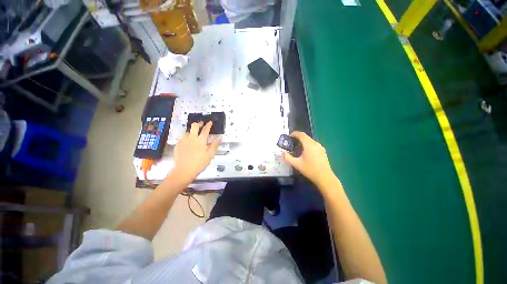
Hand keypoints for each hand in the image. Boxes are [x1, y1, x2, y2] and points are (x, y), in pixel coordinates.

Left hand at [172, 121, 220, 182]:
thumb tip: (220, 138)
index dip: (208, 125)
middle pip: (194, 126)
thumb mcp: (210, 155)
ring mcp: (183, 141)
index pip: (205, 130)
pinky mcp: (178, 145)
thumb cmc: (199, 163)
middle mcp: (192, 138)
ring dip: (192, 131)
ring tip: (194, 134)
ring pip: (187, 131)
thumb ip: (215, 145)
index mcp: (200, 141)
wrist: (184, 170)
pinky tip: (187, 141)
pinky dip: (186, 137)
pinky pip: (182, 137)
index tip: (210, 122)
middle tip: (201, 124)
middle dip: (199, 123)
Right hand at [283, 131, 334, 186]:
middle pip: (306, 136)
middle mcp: (315, 143)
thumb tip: (282, 152)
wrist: (325, 177)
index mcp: (309, 145)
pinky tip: (305, 151)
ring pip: (310, 140)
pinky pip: (313, 144)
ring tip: (297, 146)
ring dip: (303, 141)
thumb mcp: (296, 164)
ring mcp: (320, 147)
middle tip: (291, 142)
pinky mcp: (322, 151)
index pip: (301, 135)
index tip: (289, 136)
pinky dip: (307, 144)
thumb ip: (287, 157)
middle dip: (298, 137)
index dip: (294, 134)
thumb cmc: (310, 170)